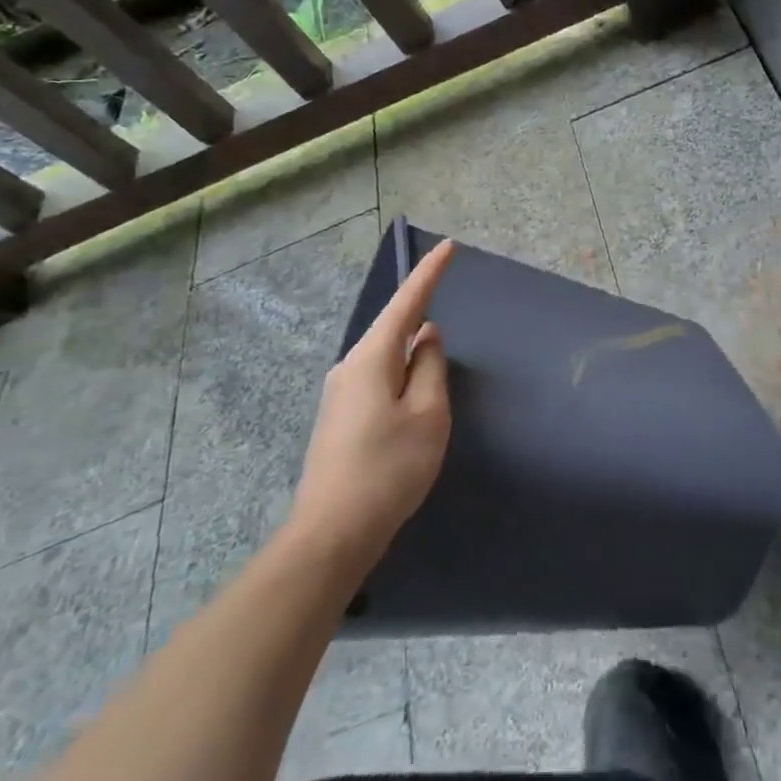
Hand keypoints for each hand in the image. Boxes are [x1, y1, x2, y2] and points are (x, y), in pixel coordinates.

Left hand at [288, 238, 456, 566]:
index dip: (428, 274)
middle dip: (420, 313)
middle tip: (446, 299)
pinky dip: (401, 374)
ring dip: (411, 352)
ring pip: (386, 358)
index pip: (406, 304)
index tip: (447, 246)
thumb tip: (426, 337)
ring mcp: (340, 394)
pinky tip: (413, 395)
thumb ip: (430, 366)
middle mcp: (349, 367)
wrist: (332, 534)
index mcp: (371, 358)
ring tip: (436, 358)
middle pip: (392, 329)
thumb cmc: (389, 468)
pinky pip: (378, 379)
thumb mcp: (427, 414)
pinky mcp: (340, 419)